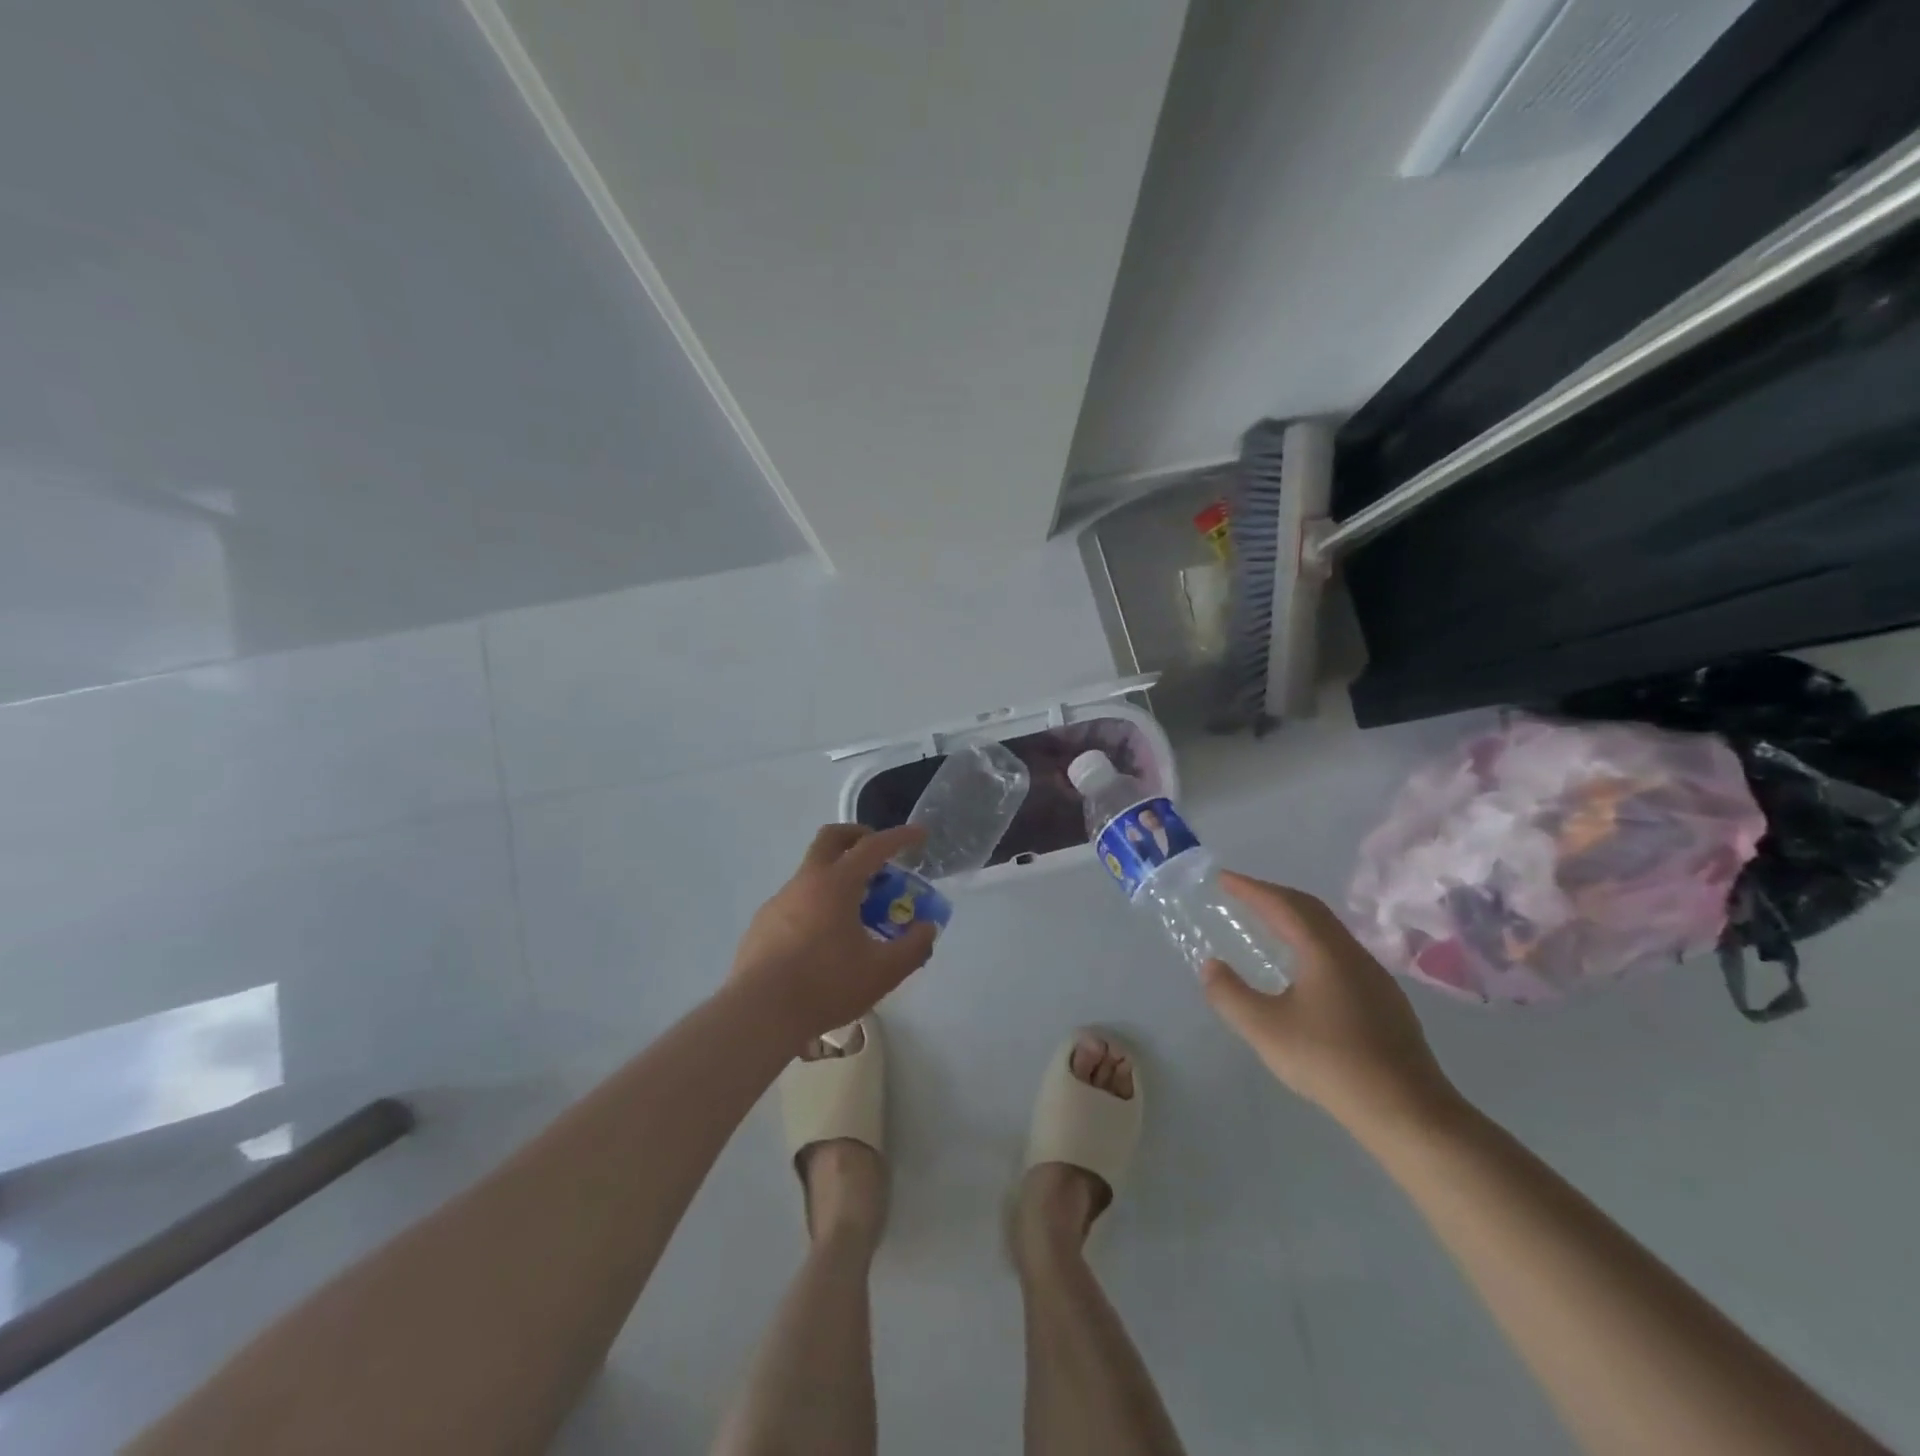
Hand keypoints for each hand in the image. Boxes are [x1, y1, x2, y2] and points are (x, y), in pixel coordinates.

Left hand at [729, 824, 938, 1041]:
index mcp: (836, 884)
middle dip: (858, 837)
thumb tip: (926, 928)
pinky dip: (817, 905)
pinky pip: (796, 901)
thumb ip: (913, 947)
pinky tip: (825, 940)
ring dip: (838, 877)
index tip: (919, 834)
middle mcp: (805, 882)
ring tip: (858, 912)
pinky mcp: (762, 925)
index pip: (873, 847)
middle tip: (880, 856)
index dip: (900, 837)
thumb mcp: (883, 972)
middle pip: (831, 839)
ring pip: (812, 873)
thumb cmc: (825, 986)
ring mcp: (779, 901)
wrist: (758, 1015)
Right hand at [1200, 871, 1462, 1140]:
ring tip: (1268, 923)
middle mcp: (1352, 954)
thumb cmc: (1330, 1062)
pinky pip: (1339, 952)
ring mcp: (1374, 977)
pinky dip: (1311, 941)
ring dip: (1294, 918)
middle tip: (1242, 893)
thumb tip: (1211, 966)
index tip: (1223, 878)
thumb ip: (1230, 995)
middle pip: (1310, 909)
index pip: (1282, 905)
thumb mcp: (1265, 1029)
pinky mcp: (1385, 1001)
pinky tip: (1304, 967)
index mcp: (1324, 951)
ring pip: (1329, 931)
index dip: (1250, 888)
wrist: (1408, 1111)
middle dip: (1273, 896)